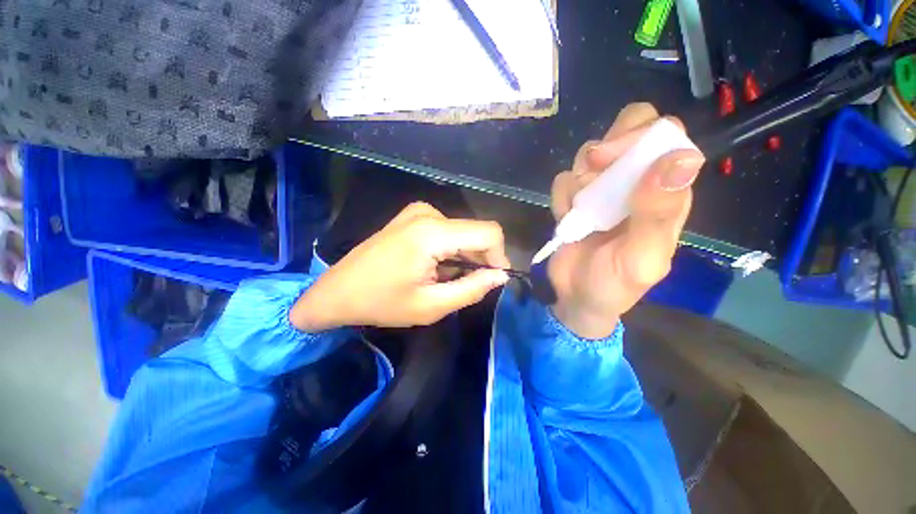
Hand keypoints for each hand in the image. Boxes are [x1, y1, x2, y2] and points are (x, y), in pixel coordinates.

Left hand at [290, 202, 510, 330]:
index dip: (499, 256)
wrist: (338, 291)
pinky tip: (433, 267)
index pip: (489, 233)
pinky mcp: (412, 216)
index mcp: (433, 232)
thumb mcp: (431, 306)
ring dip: (462, 257)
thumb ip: (472, 289)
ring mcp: (418, 212)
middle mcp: (429, 213)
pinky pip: (446, 231)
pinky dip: (449, 250)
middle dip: (478, 260)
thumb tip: (500, 276)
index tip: (493, 279)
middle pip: (474, 233)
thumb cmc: (382, 302)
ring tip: (443, 279)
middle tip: (464, 286)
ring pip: (461, 233)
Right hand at [548, 103, 705, 338]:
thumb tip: (681, 158)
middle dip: (608, 146)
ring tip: (578, 211)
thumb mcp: (641, 257)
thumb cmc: (614, 285)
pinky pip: (563, 180)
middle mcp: (635, 183)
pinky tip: (566, 218)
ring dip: (580, 179)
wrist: (577, 298)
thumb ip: (659, 213)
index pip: (666, 137)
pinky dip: (561, 197)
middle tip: (592, 170)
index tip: (610, 158)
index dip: (641, 136)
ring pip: (589, 153)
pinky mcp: (573, 200)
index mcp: (664, 193)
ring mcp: (602, 191)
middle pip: (629, 129)